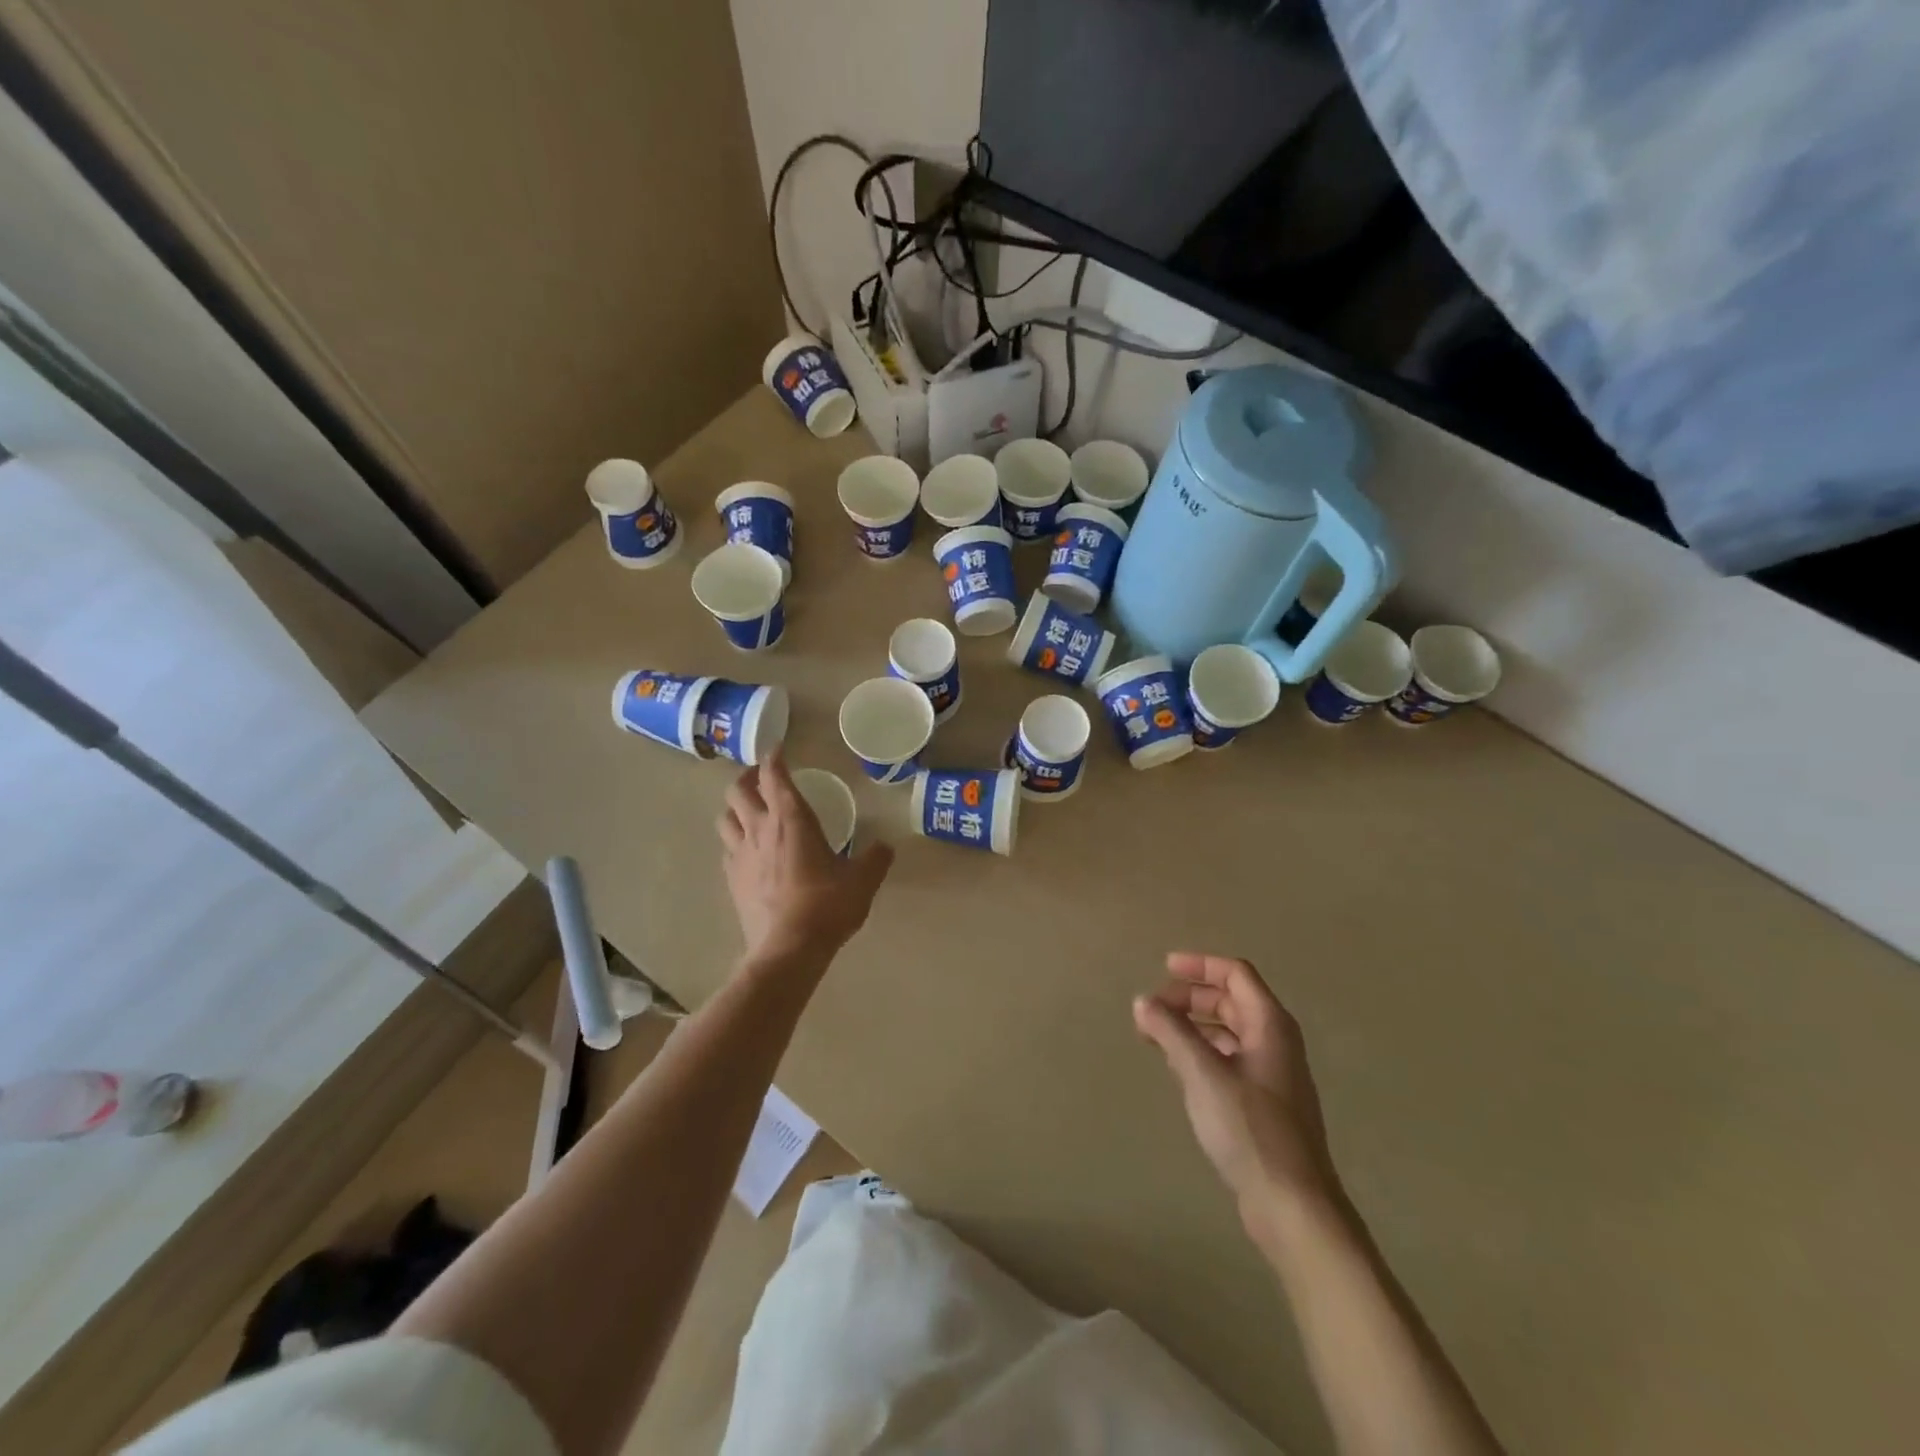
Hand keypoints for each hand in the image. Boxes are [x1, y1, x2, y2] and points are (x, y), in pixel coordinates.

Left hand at [717, 750, 892, 960]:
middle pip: (738, 791)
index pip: (774, 776)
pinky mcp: (732, 880)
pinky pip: (727, 849)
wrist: (788, 949)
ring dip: (735, 807)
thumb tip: (886, 847)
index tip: (777, 749)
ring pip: (725, 817)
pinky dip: (734, 840)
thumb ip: (875, 859)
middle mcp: (761, 830)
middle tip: (760, 778)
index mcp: (792, 820)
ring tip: (748, 809)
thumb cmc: (827, 906)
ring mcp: (741, 855)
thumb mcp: (862, 881)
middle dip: (746, 777)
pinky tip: (747, 850)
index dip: (773, 758)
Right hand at [1134, 953, 1339, 1227]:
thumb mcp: (1203, 1074)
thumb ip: (1171, 1032)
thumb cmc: (1250, 1129)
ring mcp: (1272, 1075)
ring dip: (1192, 1026)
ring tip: (1155, 1036)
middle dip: (1189, 999)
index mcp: (1270, 1025)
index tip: (1163, 968)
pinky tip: (1177, 1069)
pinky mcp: (1264, 1104)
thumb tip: (1142, 1001)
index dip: (1200, 966)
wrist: (1293, 1205)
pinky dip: (1201, 1053)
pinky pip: (1228, 1060)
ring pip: (1228, 1032)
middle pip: (1230, 1001)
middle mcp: (1275, 1042)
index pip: (1236, 974)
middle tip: (1151, 1009)